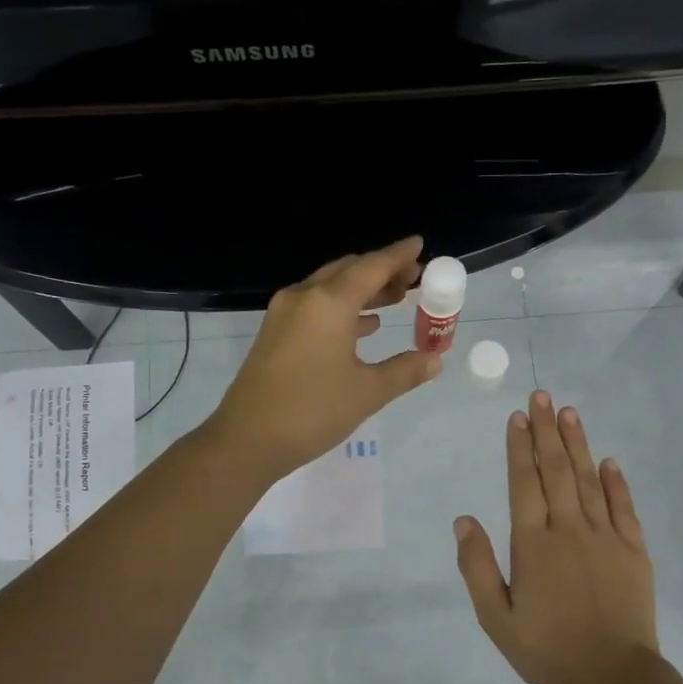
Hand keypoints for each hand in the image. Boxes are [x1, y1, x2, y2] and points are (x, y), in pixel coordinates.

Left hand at [209, 236, 441, 479]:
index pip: (372, 266)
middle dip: (382, 271)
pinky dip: (342, 308)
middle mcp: (305, 297)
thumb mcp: (367, 392)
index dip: (399, 255)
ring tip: (395, 299)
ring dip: (363, 290)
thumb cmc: (312, 411)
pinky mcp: (275, 333)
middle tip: (413, 279)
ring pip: (330, 287)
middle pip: (349, 270)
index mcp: (330, 303)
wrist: (247, 439)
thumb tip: (435, 359)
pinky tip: (363, 326)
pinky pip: (315, 306)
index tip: (419, 244)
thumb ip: (405, 371)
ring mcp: (284, 314)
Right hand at [454, 392, 662, 683]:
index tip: (517, 417)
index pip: (523, 482)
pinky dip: (616, 481)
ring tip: (569, 413)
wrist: (613, 676)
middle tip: (542, 396)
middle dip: (546, 430)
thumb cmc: (547, 649)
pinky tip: (608, 460)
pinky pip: (623, 507)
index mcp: (533, 543)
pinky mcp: (634, 550)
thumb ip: (477, 567)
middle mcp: (568, 529)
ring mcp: (605, 536)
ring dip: (577, 444)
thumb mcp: (496, 618)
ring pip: (588, 479)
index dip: (519, 447)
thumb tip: (464, 520)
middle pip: (556, 470)